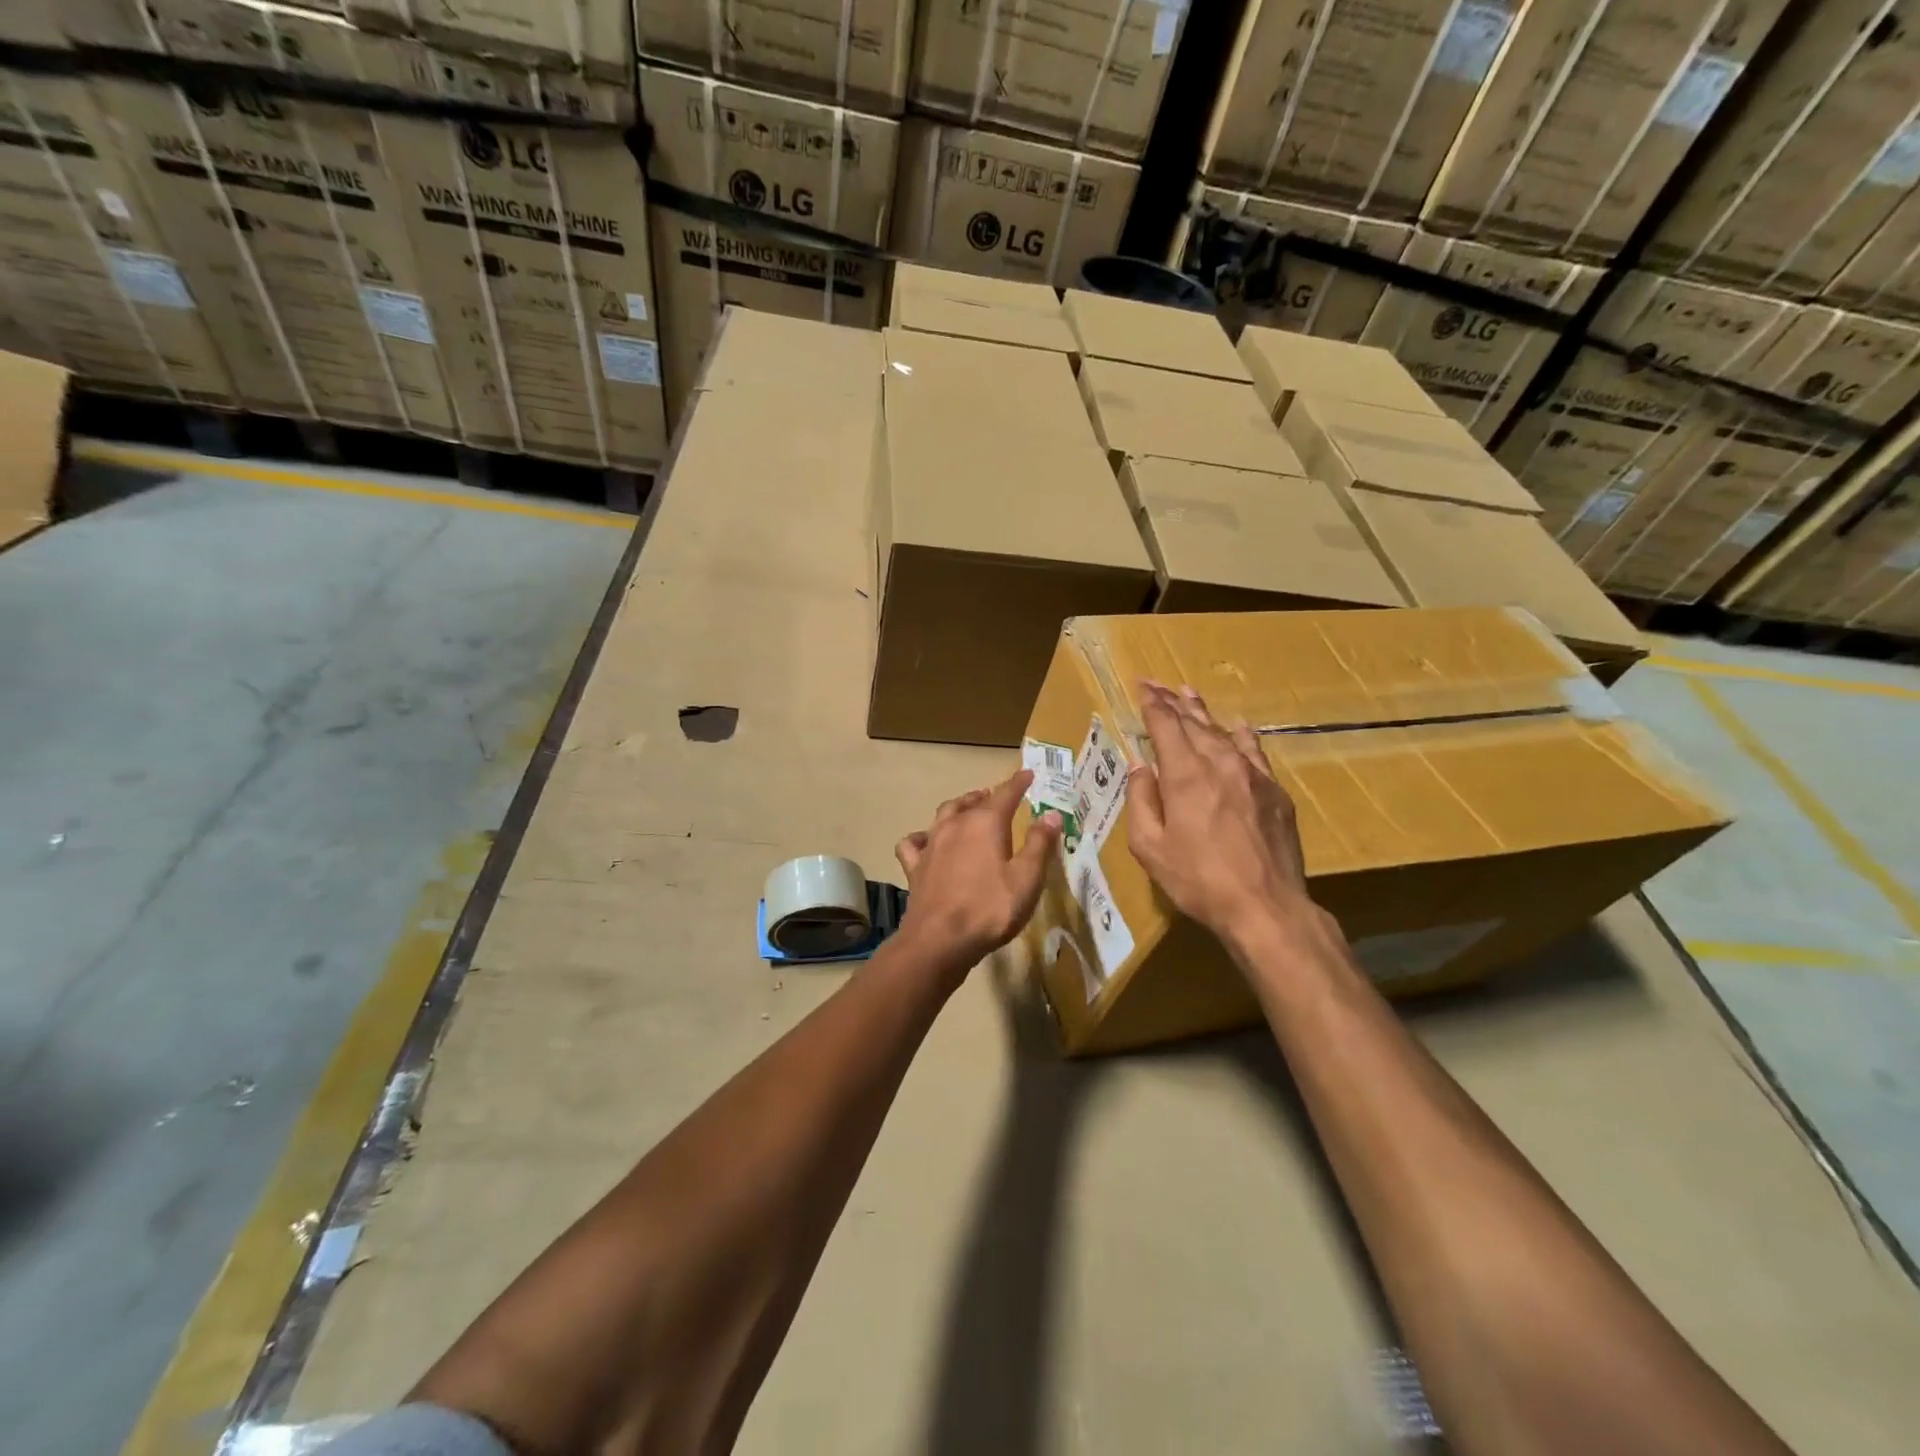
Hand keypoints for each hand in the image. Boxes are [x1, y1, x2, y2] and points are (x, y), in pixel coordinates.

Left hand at [895, 771, 1061, 973]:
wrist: (939, 940)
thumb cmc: (990, 909)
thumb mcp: (1027, 879)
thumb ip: (1040, 844)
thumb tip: (1051, 814)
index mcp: (985, 823)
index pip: (1005, 794)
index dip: (1018, 783)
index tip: (1027, 774)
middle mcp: (955, 825)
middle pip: (971, 801)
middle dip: (985, 796)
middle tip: (995, 796)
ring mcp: (931, 844)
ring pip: (943, 815)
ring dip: (957, 808)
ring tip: (966, 810)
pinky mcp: (914, 867)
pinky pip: (913, 843)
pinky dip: (921, 838)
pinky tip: (925, 843)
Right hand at [1128, 682, 1317, 948]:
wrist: (1266, 906)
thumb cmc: (1198, 880)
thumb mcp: (1151, 847)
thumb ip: (1142, 800)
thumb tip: (1141, 766)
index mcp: (1185, 775)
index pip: (1165, 726)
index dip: (1152, 704)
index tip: (1142, 686)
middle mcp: (1220, 764)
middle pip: (1194, 723)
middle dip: (1173, 702)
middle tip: (1158, 685)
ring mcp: (1253, 776)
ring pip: (1224, 733)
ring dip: (1204, 713)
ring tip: (1189, 694)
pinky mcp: (1275, 792)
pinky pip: (1255, 751)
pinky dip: (1242, 735)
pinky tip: (1239, 726)